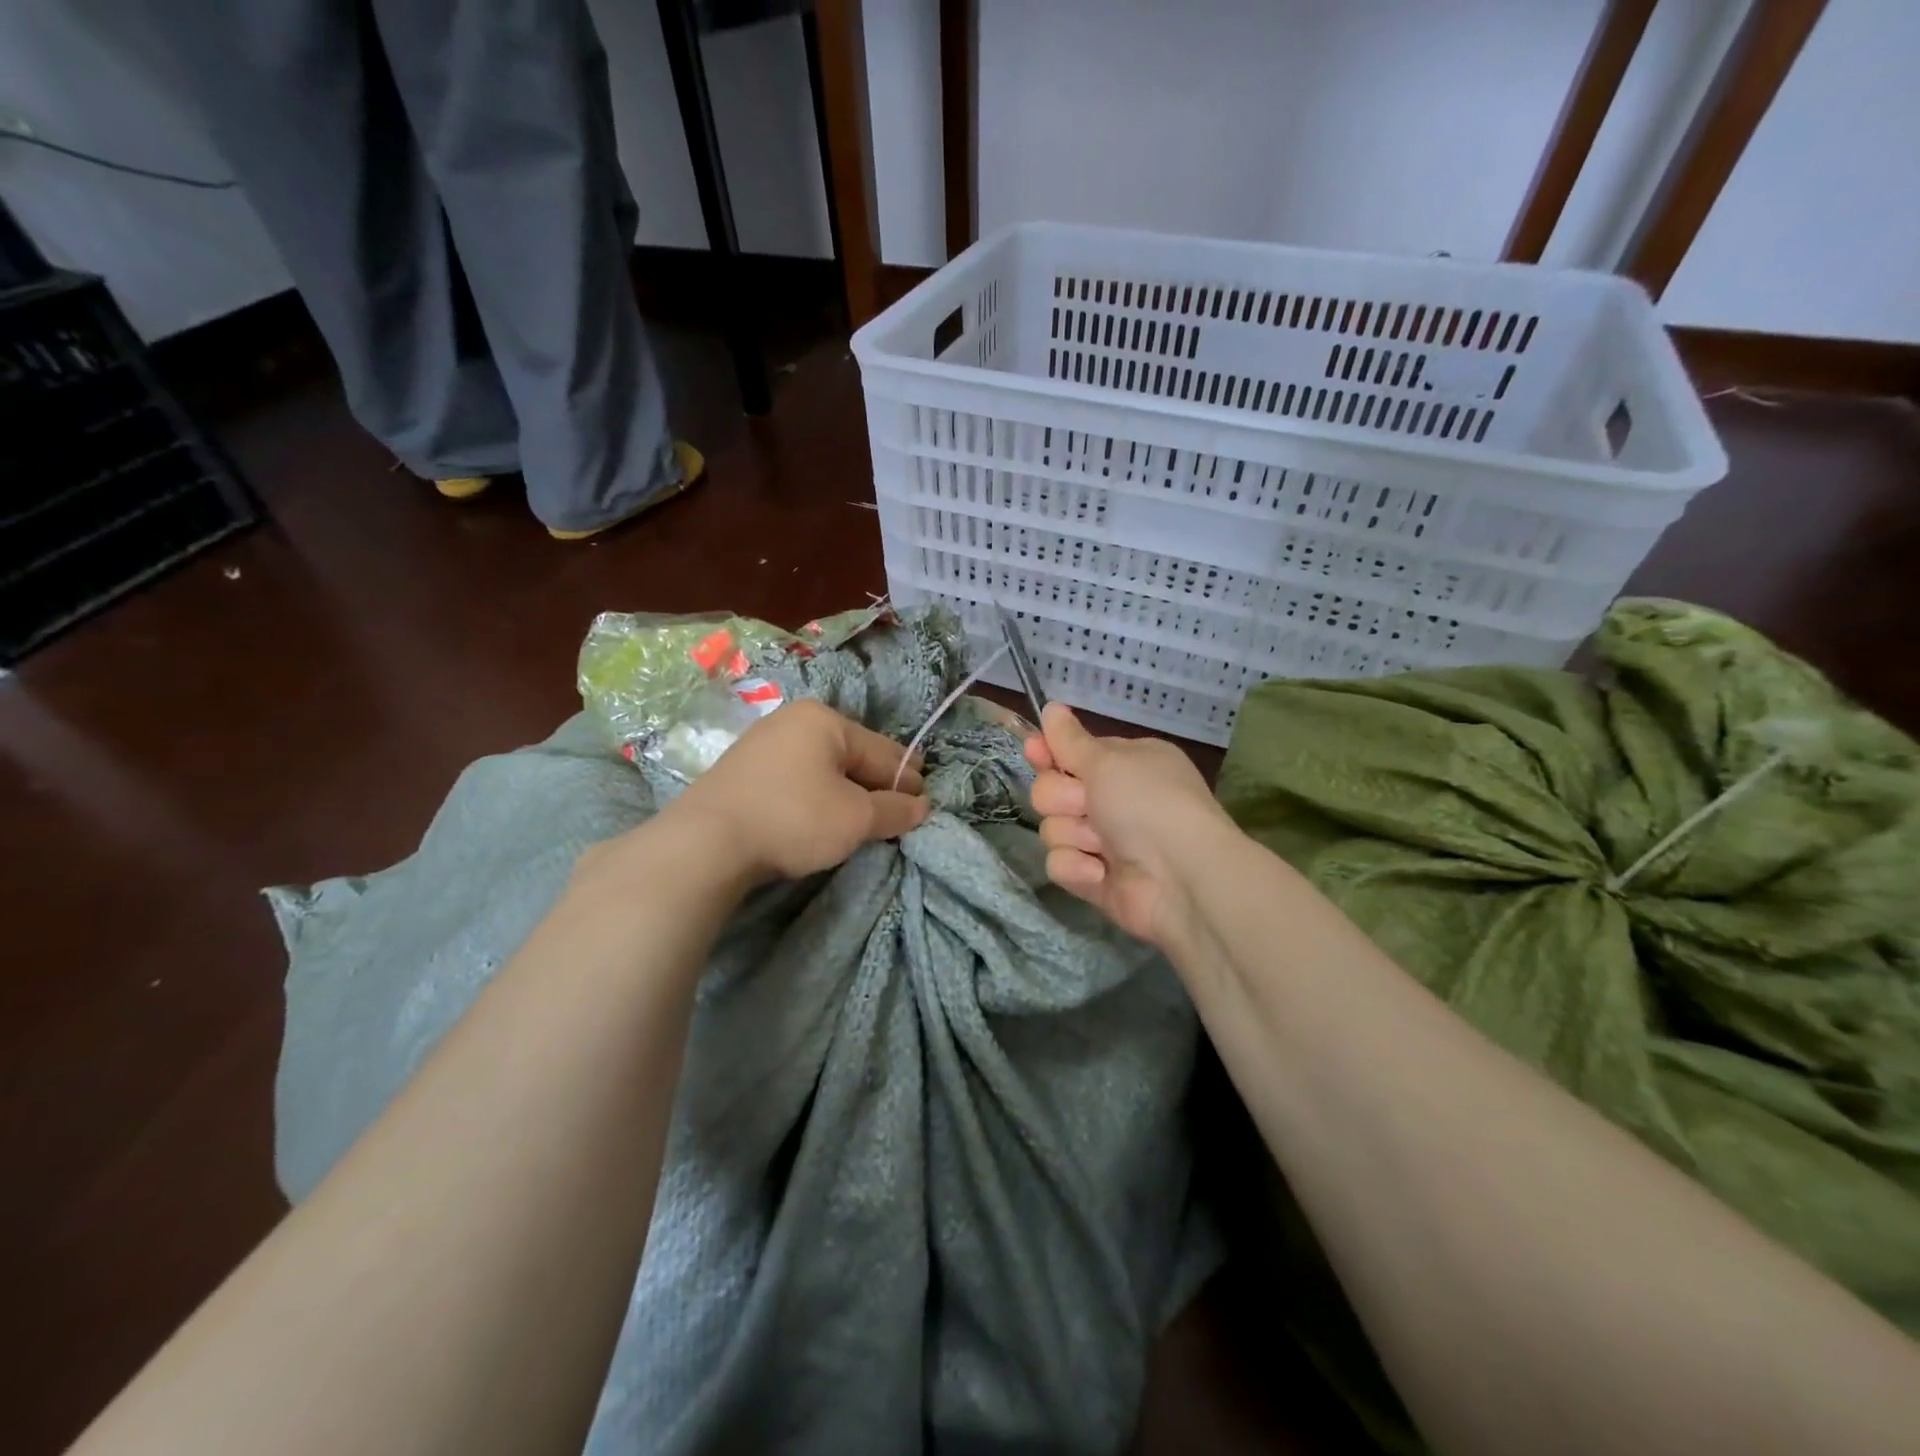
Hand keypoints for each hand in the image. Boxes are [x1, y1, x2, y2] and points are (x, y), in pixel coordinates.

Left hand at [660, 699, 930, 882]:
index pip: (883, 752)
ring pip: (823, 767)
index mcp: (826, 720)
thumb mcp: (856, 818)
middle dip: (877, 783)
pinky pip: (796, 777)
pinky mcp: (742, 769)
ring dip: (846, 790)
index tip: (925, 803)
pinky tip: (820, 814)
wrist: (705, 842)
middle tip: (898, 811)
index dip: (907, 780)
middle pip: (853, 755)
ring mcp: (763, 742)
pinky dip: (816, 794)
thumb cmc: (793, 819)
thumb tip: (922, 806)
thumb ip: (895, 810)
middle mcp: (794, 720)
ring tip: (862, 817)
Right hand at [1024, 703, 1234, 952]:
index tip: (1035, 751)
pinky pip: (1060, 864)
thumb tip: (1051, 706)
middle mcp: (1114, 799)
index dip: (1049, 753)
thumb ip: (1070, 739)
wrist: (1181, 877)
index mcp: (1124, 764)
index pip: (1072, 753)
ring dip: (1073, 834)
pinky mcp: (1095, 878)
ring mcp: (1103, 841)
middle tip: (1085, 803)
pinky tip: (1100, 872)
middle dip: (1061, 798)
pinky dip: (1077, 867)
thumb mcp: (1108, 760)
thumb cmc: (1147, 803)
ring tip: (1101, 844)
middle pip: (1051, 790)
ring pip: (1052, 829)